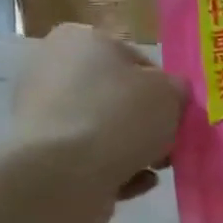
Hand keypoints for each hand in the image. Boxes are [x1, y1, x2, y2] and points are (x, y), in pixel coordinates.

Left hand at [13, 24, 188, 222]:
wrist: (63, 175)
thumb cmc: (118, 118)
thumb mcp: (169, 93)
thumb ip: (177, 90)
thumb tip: (173, 94)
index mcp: (81, 39)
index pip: (135, 60)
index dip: (163, 89)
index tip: (179, 116)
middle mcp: (54, 70)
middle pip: (117, 98)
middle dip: (147, 124)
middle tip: (171, 145)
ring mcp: (44, 115)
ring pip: (105, 131)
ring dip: (134, 150)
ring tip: (157, 168)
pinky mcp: (43, 155)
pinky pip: (90, 159)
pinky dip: (115, 170)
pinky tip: (136, 183)